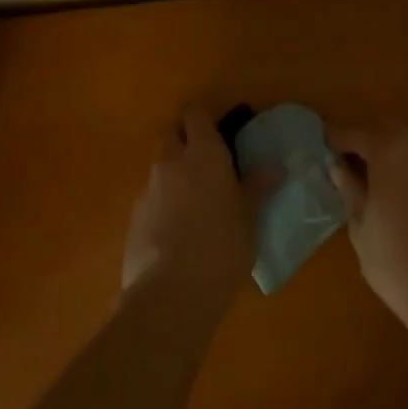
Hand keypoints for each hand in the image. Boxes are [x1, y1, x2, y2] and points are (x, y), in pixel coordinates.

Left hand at [121, 108, 260, 306]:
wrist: (171, 294)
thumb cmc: (222, 246)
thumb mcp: (249, 217)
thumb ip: (257, 187)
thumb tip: (274, 167)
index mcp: (203, 153)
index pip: (196, 114)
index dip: (205, 119)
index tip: (220, 132)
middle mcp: (171, 162)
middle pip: (171, 134)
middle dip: (184, 140)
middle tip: (205, 162)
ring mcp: (148, 190)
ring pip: (159, 167)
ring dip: (173, 174)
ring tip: (194, 202)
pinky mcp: (133, 219)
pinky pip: (150, 198)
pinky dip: (162, 204)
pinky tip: (176, 231)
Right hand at [327, 123, 407, 330]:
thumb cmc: (395, 258)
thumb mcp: (359, 223)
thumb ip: (348, 187)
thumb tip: (337, 166)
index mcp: (389, 147)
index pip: (353, 133)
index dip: (334, 140)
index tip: (319, 150)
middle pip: (382, 129)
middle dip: (362, 141)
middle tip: (343, 164)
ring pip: (405, 140)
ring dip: (385, 150)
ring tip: (367, 177)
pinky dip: (405, 162)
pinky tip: (394, 188)